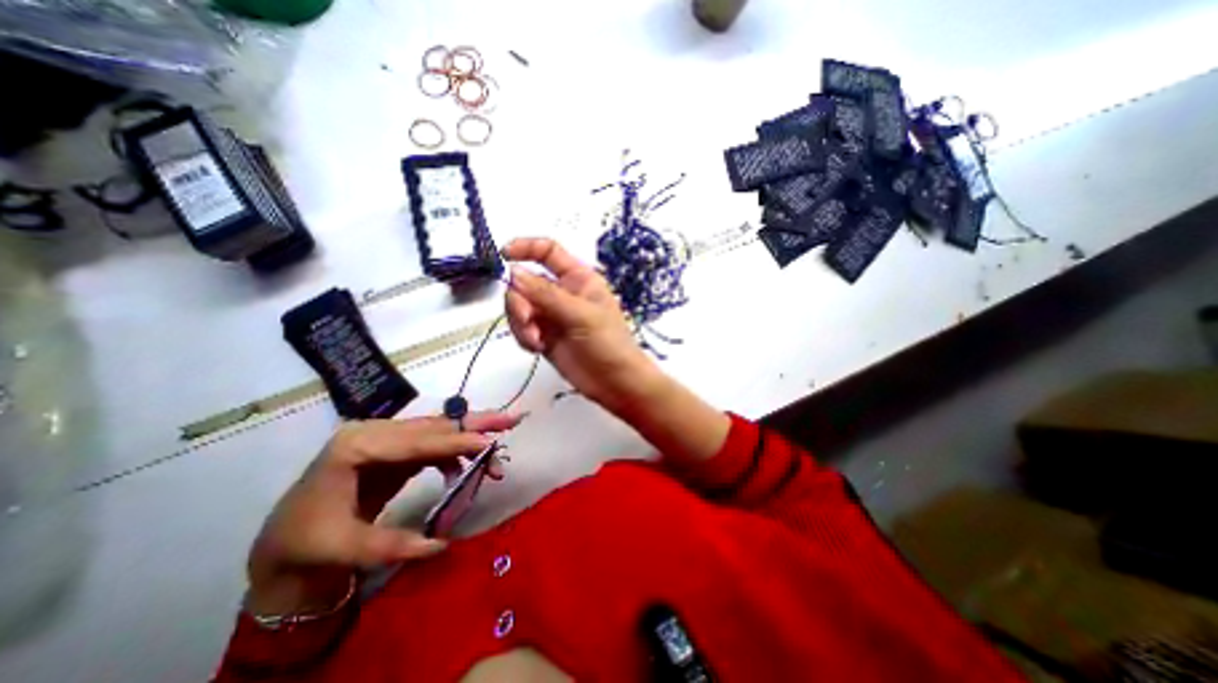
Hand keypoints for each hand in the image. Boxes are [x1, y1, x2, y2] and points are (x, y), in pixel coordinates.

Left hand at [243, 415, 514, 614]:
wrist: (285, 542)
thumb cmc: (305, 542)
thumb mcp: (342, 549)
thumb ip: (392, 546)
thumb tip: (441, 545)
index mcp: (356, 445)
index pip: (417, 440)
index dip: (456, 443)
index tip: (489, 444)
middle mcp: (375, 432)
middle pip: (434, 425)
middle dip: (475, 424)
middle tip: (511, 419)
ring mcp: (387, 439)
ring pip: (439, 431)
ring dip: (471, 440)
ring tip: (497, 451)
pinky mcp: (397, 450)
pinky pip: (434, 446)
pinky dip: (456, 455)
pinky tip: (465, 470)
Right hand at [499, 239, 660, 413]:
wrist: (615, 382)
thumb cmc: (609, 343)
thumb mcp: (581, 315)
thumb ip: (546, 295)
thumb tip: (513, 273)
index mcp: (578, 278)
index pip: (548, 252)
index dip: (525, 248)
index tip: (503, 256)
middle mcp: (562, 293)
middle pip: (525, 282)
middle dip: (520, 301)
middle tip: (527, 321)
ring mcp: (552, 315)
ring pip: (520, 307)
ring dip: (520, 323)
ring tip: (536, 340)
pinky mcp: (545, 336)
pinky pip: (522, 328)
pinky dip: (523, 336)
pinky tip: (537, 348)